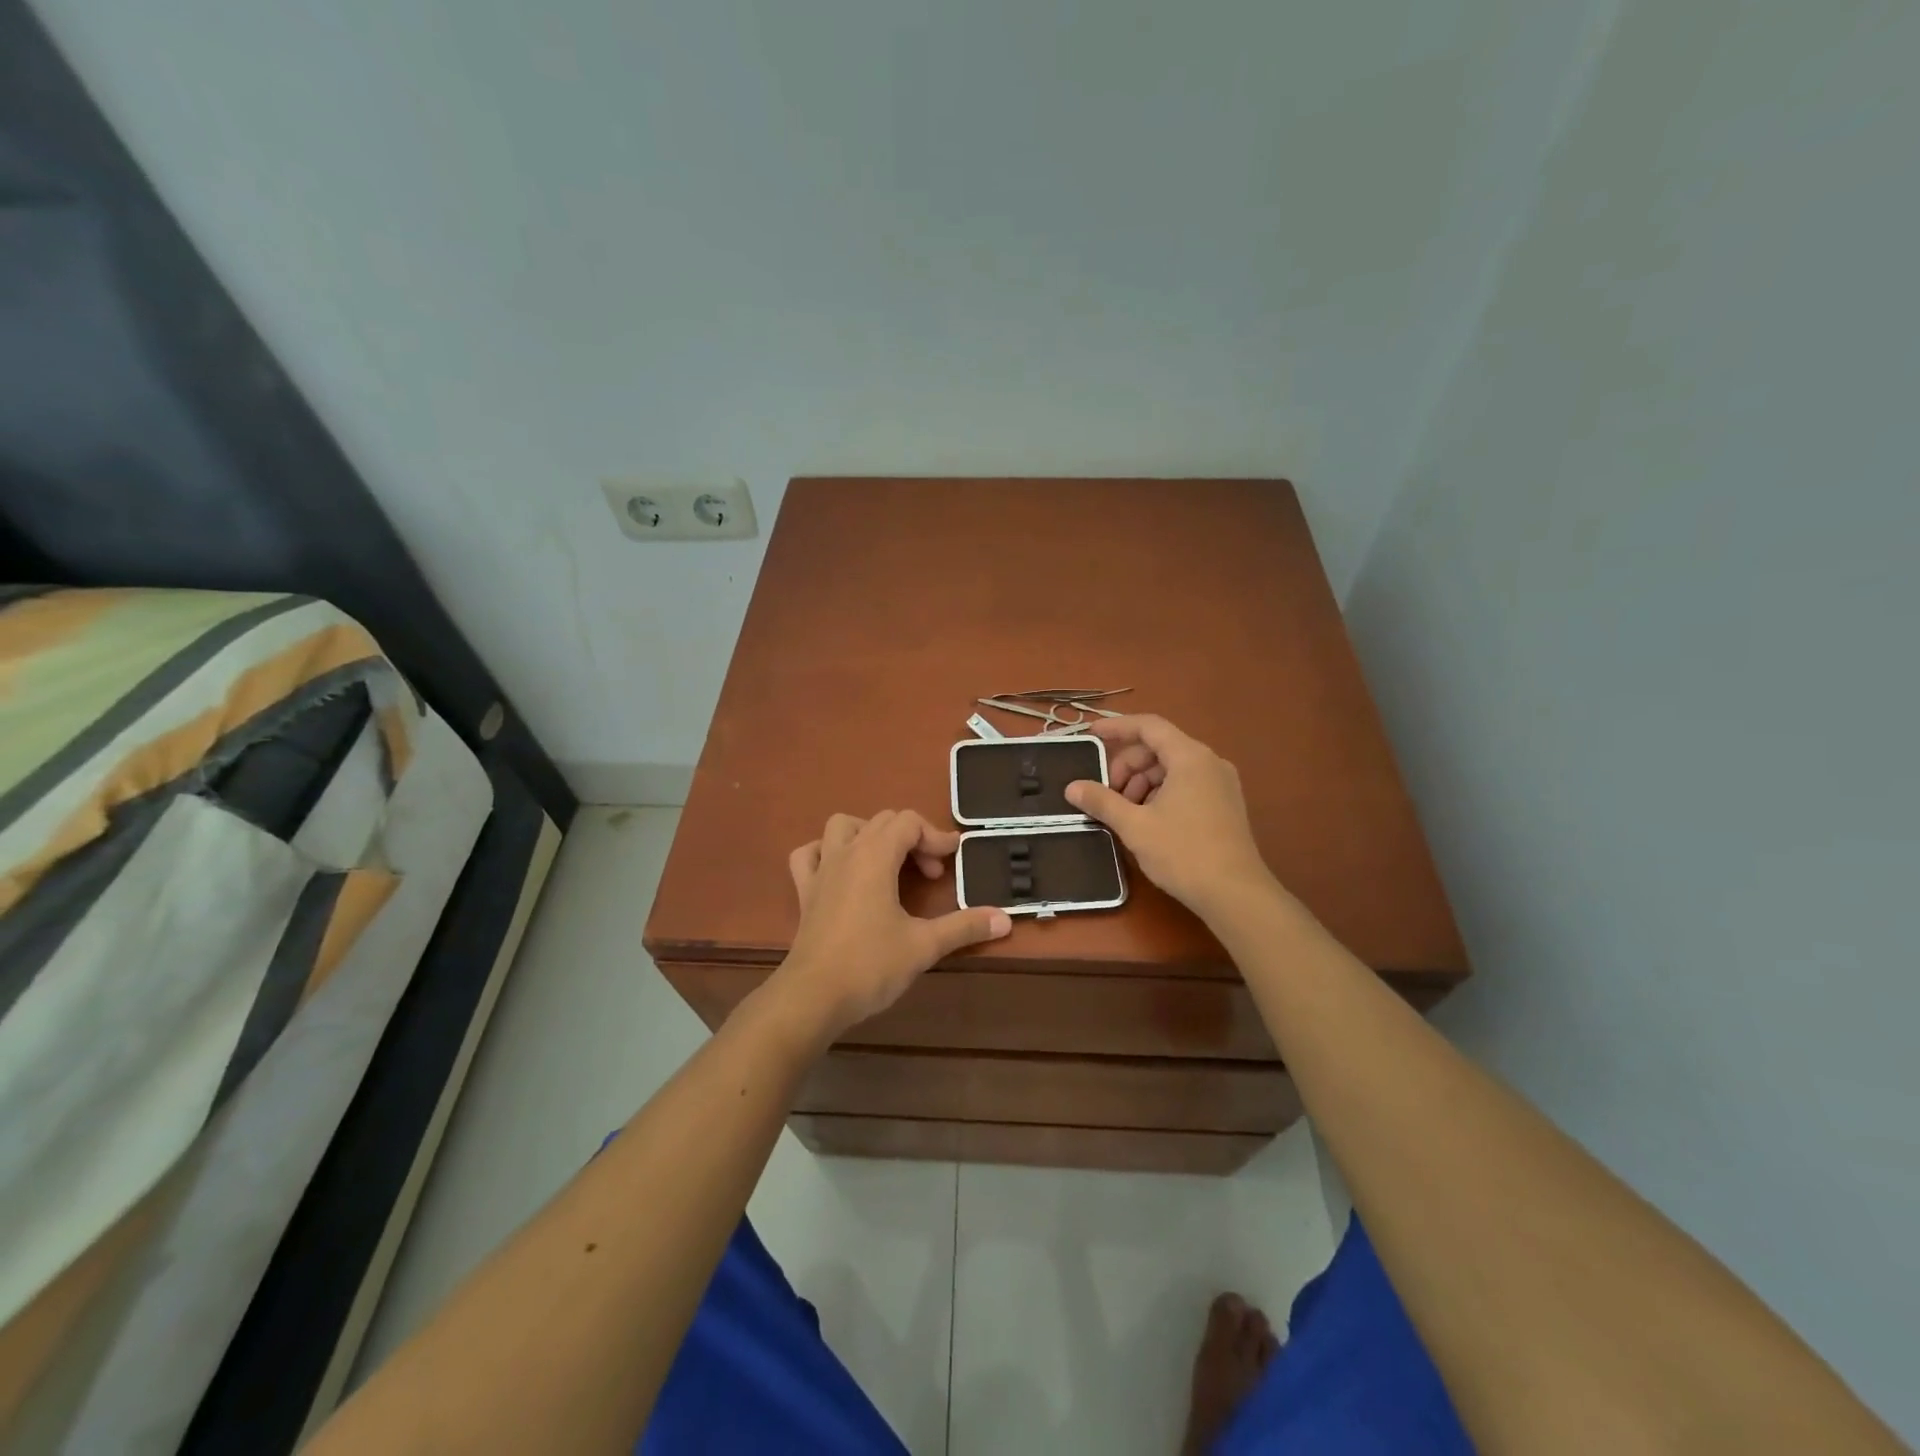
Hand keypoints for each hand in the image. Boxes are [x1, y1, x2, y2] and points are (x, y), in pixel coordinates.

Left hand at [768, 810, 1011, 1041]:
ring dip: (868, 834)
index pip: (908, 822)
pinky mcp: (805, 892)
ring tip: (888, 861)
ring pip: (842, 826)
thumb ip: (964, 927)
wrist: (813, 997)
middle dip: (912, 839)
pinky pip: (809, 855)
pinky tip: (841, 871)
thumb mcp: (924, 945)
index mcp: (875, 856)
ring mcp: (821, 870)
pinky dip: (826, 852)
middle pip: (882, 821)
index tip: (952, 862)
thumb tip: (1005, 919)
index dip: (935, 836)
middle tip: (931, 875)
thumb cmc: (870, 965)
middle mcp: (846, 853)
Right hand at [1065, 716, 1277, 917]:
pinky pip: (1186, 784)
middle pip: (1159, 748)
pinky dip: (1160, 793)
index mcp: (1190, 757)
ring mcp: (1221, 783)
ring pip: (1171, 768)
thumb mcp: (1135, 826)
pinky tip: (1147, 821)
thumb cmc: (1183, 853)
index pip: (1149, 726)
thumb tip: (1072, 788)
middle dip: (1127, 766)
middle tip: (1106, 794)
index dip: (1117, 727)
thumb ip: (1102, 801)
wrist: (1235, 895)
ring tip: (1124, 812)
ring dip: (1142, 783)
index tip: (1091, 735)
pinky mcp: (1225, 805)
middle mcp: (1209, 762)